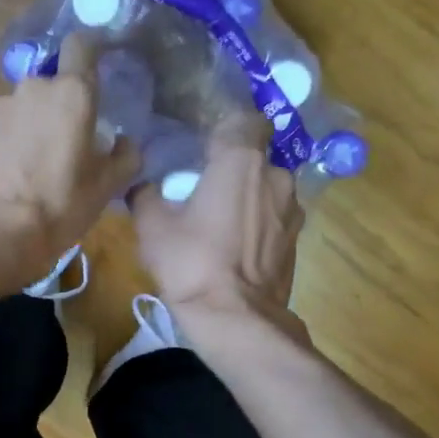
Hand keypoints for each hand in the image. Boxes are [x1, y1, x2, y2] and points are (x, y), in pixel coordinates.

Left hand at [0, 35, 140, 282]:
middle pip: (53, 82)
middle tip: (74, 137)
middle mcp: (33, 89)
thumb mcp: (107, 186)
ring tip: (44, 161)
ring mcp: (1, 110)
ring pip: (27, 105)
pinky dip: (15, 141)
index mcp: (71, 93)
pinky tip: (19, 173)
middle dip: (63, 102)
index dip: (92, 49)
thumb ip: (125, 156)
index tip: (100, 63)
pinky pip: (7, 127)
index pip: (82, 44)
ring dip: (37, 123)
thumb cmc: (61, 204)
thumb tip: (126, 144)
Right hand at [130, 115, 305, 326]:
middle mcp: (275, 176)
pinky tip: (236, 246)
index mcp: (240, 161)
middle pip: (255, 157)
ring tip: (221, 221)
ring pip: (267, 189)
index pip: (246, 119)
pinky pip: (275, 218)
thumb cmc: (191, 262)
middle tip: (205, 186)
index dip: (227, 127)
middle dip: (234, 168)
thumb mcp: (152, 227)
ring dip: (248, 197)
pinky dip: (259, 224)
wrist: (235, 318)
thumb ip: (146, 195)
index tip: (205, 144)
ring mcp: (292, 209)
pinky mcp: (296, 240)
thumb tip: (142, 185)